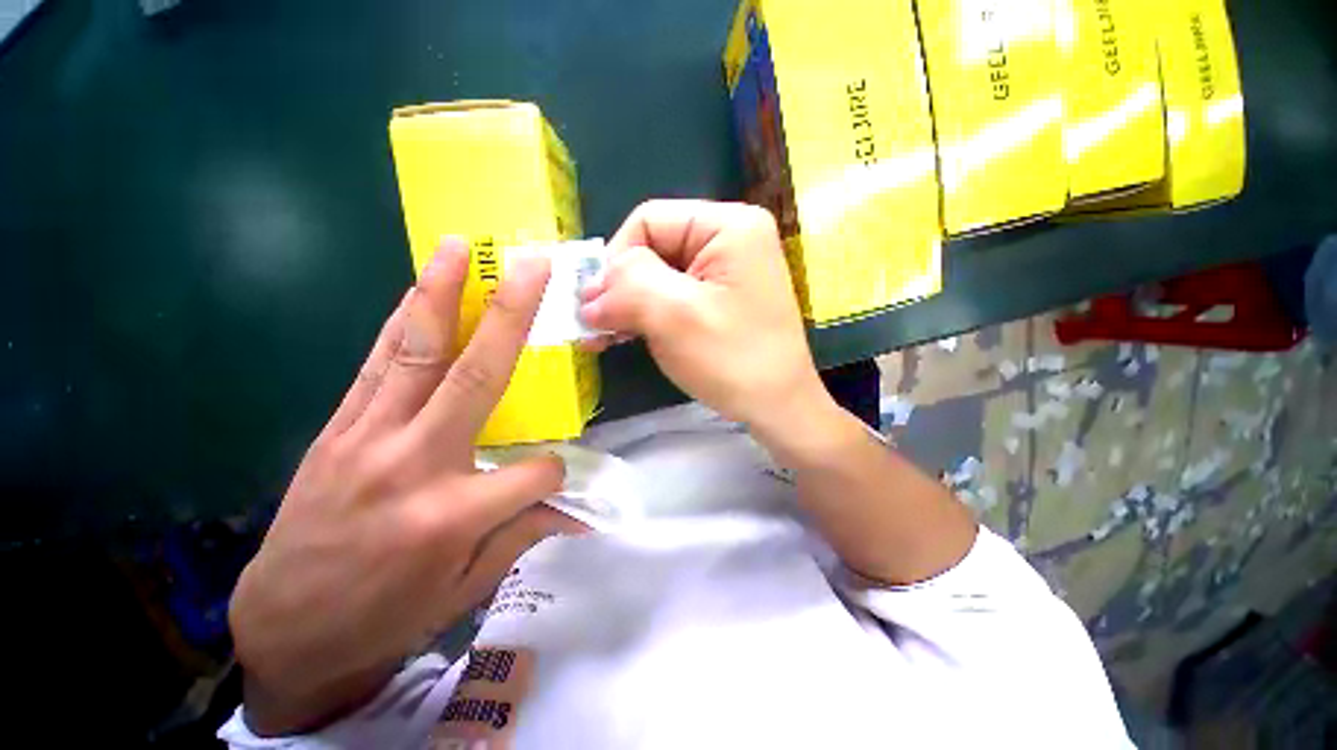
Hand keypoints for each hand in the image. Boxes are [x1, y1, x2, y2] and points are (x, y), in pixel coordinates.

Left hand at [229, 238, 582, 735]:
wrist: (287, 630)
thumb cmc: (386, 617)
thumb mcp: (467, 589)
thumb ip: (524, 532)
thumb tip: (575, 510)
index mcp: (453, 515)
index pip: (535, 472)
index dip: (555, 474)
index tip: (554, 484)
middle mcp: (414, 463)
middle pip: (475, 375)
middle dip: (510, 314)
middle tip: (531, 264)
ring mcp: (369, 439)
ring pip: (415, 353)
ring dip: (440, 295)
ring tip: (460, 248)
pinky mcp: (339, 429)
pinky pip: (377, 366)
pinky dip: (401, 324)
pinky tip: (417, 293)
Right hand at [580, 200, 833, 440]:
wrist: (779, 409)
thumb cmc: (732, 359)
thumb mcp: (674, 315)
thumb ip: (626, 286)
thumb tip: (588, 291)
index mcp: (728, 225)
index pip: (648, 221)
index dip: (616, 260)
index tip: (597, 306)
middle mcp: (729, 239)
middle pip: (652, 249)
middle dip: (619, 289)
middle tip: (592, 327)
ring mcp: (726, 272)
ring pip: (658, 277)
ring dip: (627, 306)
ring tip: (602, 337)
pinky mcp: (720, 300)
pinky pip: (673, 298)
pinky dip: (646, 316)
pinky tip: (625, 336)